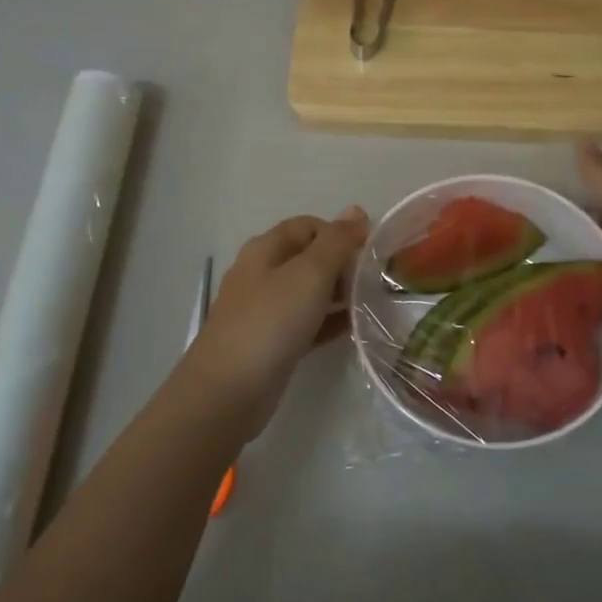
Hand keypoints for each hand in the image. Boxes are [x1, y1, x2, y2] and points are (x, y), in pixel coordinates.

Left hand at [177, 209, 368, 440]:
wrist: (228, 391)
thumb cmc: (270, 322)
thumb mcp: (309, 274)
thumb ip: (336, 242)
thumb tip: (356, 211)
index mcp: (266, 249)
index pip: (308, 226)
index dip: (339, 233)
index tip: (368, 254)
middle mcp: (263, 274)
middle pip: (309, 258)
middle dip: (342, 265)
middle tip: (373, 282)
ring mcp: (265, 310)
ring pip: (309, 292)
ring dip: (338, 294)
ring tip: (371, 305)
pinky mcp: (272, 342)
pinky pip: (307, 323)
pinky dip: (329, 322)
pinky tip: (354, 330)